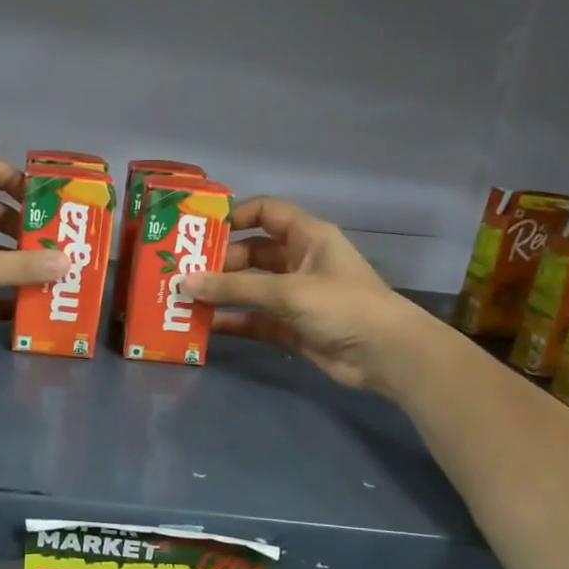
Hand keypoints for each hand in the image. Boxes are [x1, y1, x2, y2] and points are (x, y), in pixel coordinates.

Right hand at [183, 197, 415, 392]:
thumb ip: (236, 289)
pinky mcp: (290, 327)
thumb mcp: (288, 291)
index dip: (234, 216)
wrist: (385, 355)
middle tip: (183, 272)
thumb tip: (185, 282)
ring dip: (221, 293)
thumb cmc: (342, 306)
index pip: (265, 212)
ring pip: (249, 288)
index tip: (200, 230)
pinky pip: (253, 319)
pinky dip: (232, 322)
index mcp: (307, 237)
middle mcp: (298, 261)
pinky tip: (204, 327)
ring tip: (184, 298)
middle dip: (218, 261)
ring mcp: (294, 296)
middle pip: (251, 253)